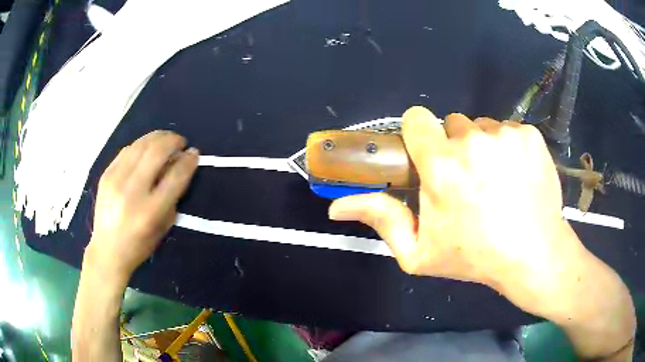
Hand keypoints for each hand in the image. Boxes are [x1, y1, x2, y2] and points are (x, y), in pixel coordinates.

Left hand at [85, 130, 198, 283]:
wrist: (107, 251)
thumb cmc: (139, 245)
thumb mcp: (163, 227)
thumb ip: (173, 196)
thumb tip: (179, 165)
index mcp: (150, 211)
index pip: (175, 176)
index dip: (188, 160)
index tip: (194, 152)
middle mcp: (132, 192)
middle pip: (156, 152)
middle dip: (173, 141)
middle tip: (180, 142)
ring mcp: (116, 180)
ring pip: (141, 145)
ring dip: (157, 137)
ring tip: (165, 140)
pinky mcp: (106, 175)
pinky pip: (127, 150)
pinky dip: (141, 145)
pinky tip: (146, 149)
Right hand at [329, 106, 587, 315]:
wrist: (533, 254)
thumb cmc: (475, 257)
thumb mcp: (419, 252)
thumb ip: (380, 221)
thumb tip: (335, 207)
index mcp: (441, 166)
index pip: (417, 119)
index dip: (419, 134)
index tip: (429, 154)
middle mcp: (472, 141)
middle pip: (453, 124)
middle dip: (455, 147)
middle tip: (469, 181)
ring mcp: (505, 135)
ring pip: (483, 127)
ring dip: (483, 147)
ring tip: (496, 181)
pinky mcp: (529, 135)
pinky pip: (509, 130)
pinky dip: (509, 147)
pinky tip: (517, 176)